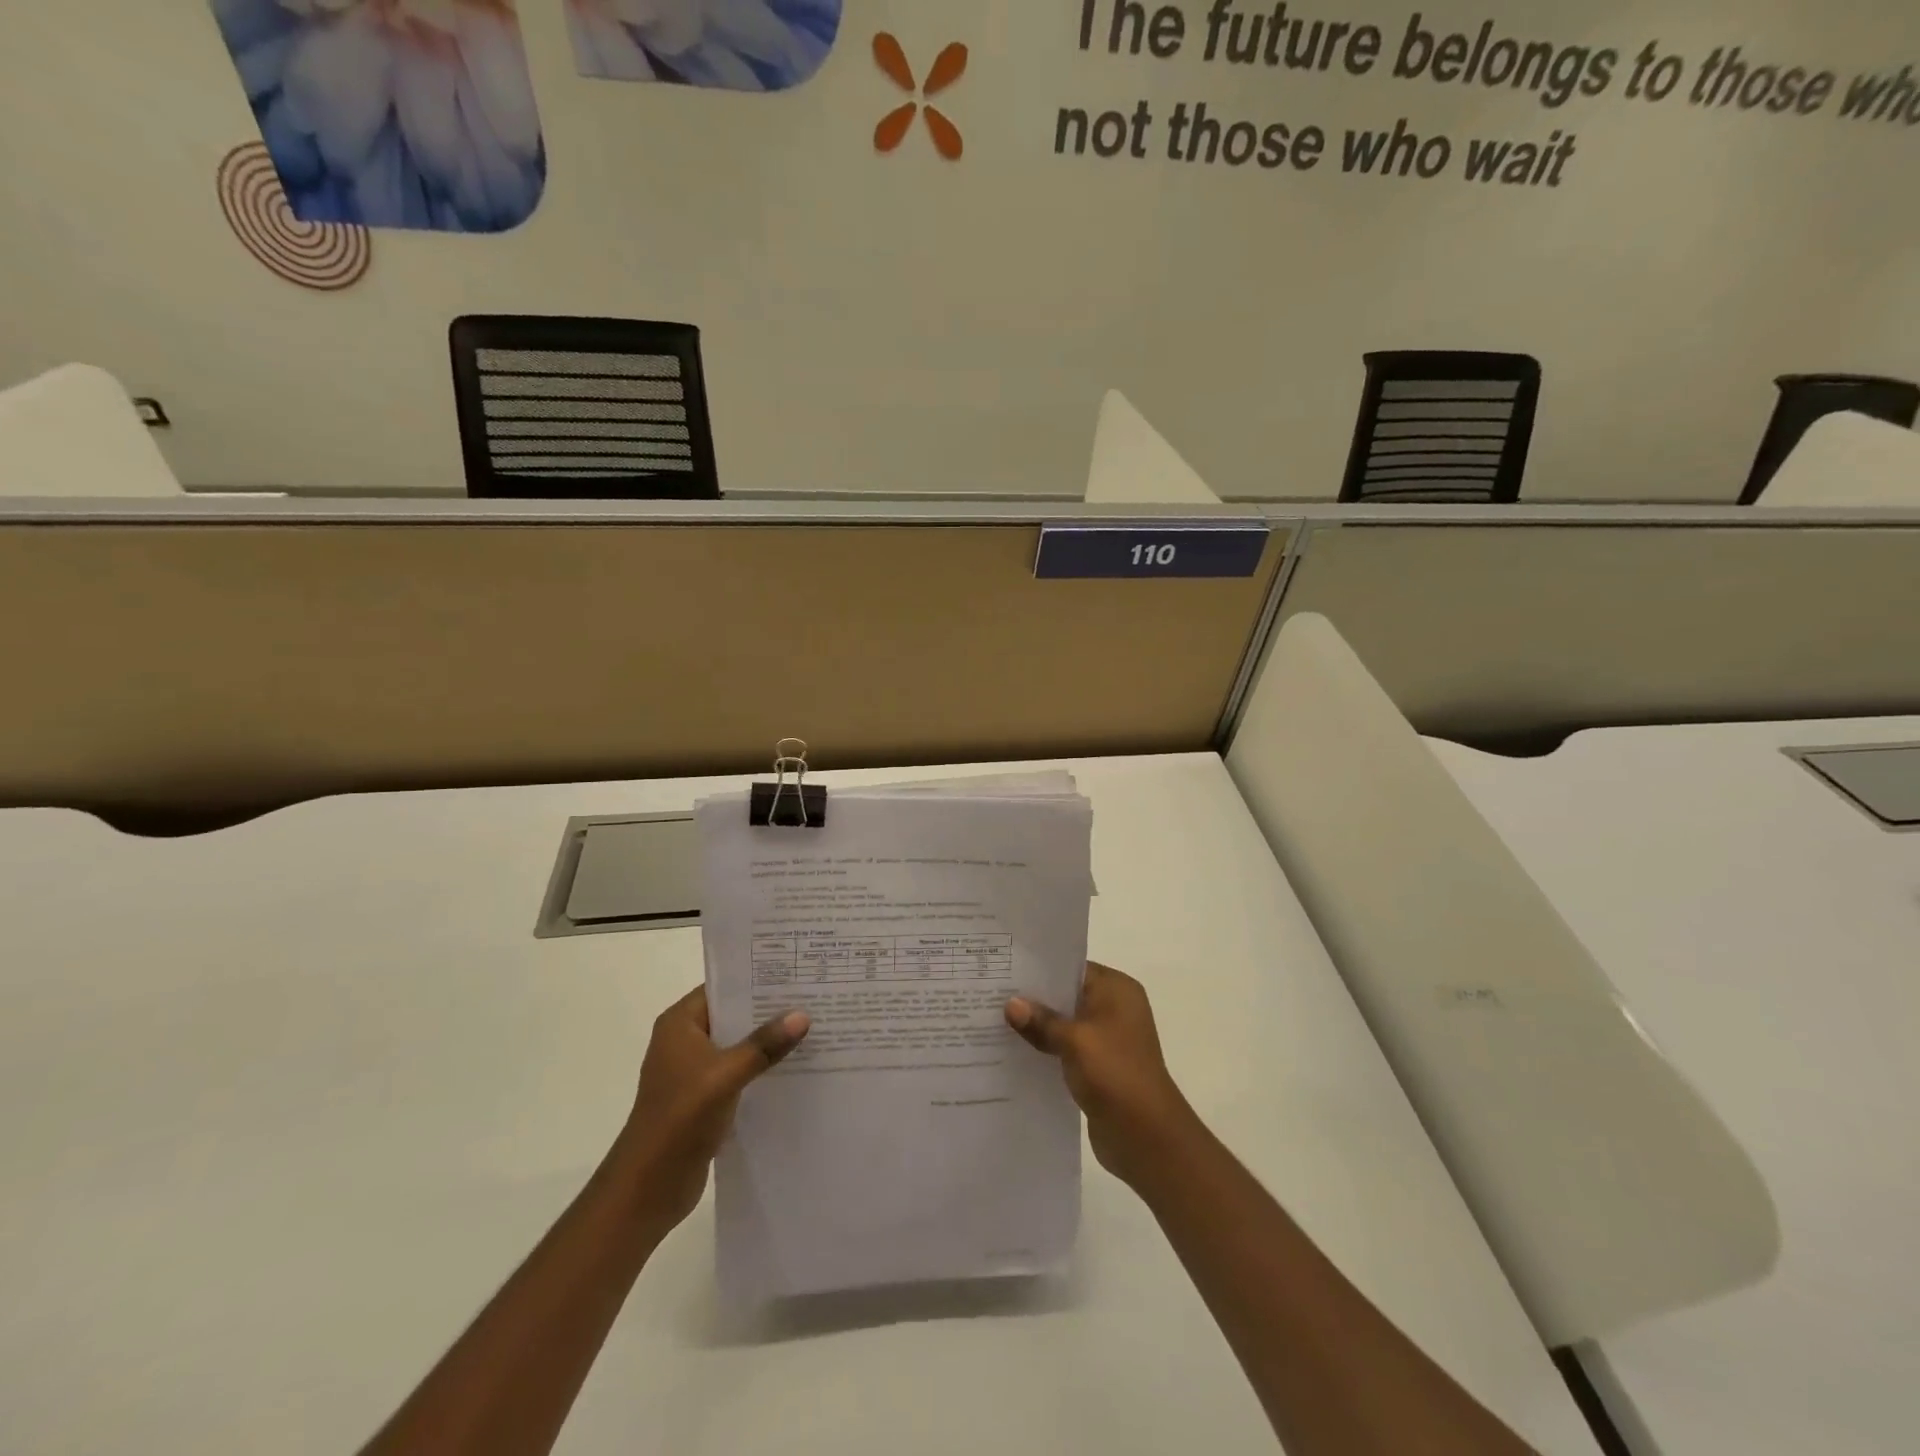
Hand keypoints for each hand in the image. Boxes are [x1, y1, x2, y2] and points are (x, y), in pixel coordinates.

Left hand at [615, 987, 809, 1235]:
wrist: (648, 1188)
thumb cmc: (679, 1119)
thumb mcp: (725, 1076)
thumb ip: (763, 1045)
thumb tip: (802, 1015)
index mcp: (680, 1024)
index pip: (723, 987)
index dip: (757, 979)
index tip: (797, 973)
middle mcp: (685, 1040)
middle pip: (734, 1015)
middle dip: (770, 1010)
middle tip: (814, 998)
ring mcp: (694, 1070)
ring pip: (739, 1044)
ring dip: (769, 1041)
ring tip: (814, 1028)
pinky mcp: (704, 1097)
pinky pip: (740, 1072)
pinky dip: (763, 1068)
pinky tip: (796, 1067)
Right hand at [1006, 962, 1197, 1189]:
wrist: (1147, 1137)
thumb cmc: (1115, 1074)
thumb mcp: (1074, 1041)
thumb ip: (1041, 1021)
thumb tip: (1010, 1004)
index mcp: (1117, 990)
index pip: (1072, 967)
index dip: (1039, 969)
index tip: (1003, 968)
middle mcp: (1115, 1008)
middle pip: (1067, 995)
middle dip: (1033, 998)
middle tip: (992, 993)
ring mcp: (1108, 1039)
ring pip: (1064, 1024)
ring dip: (1037, 1026)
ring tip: (994, 1021)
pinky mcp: (1099, 1067)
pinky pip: (1066, 1049)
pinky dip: (1046, 1049)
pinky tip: (1014, 1052)